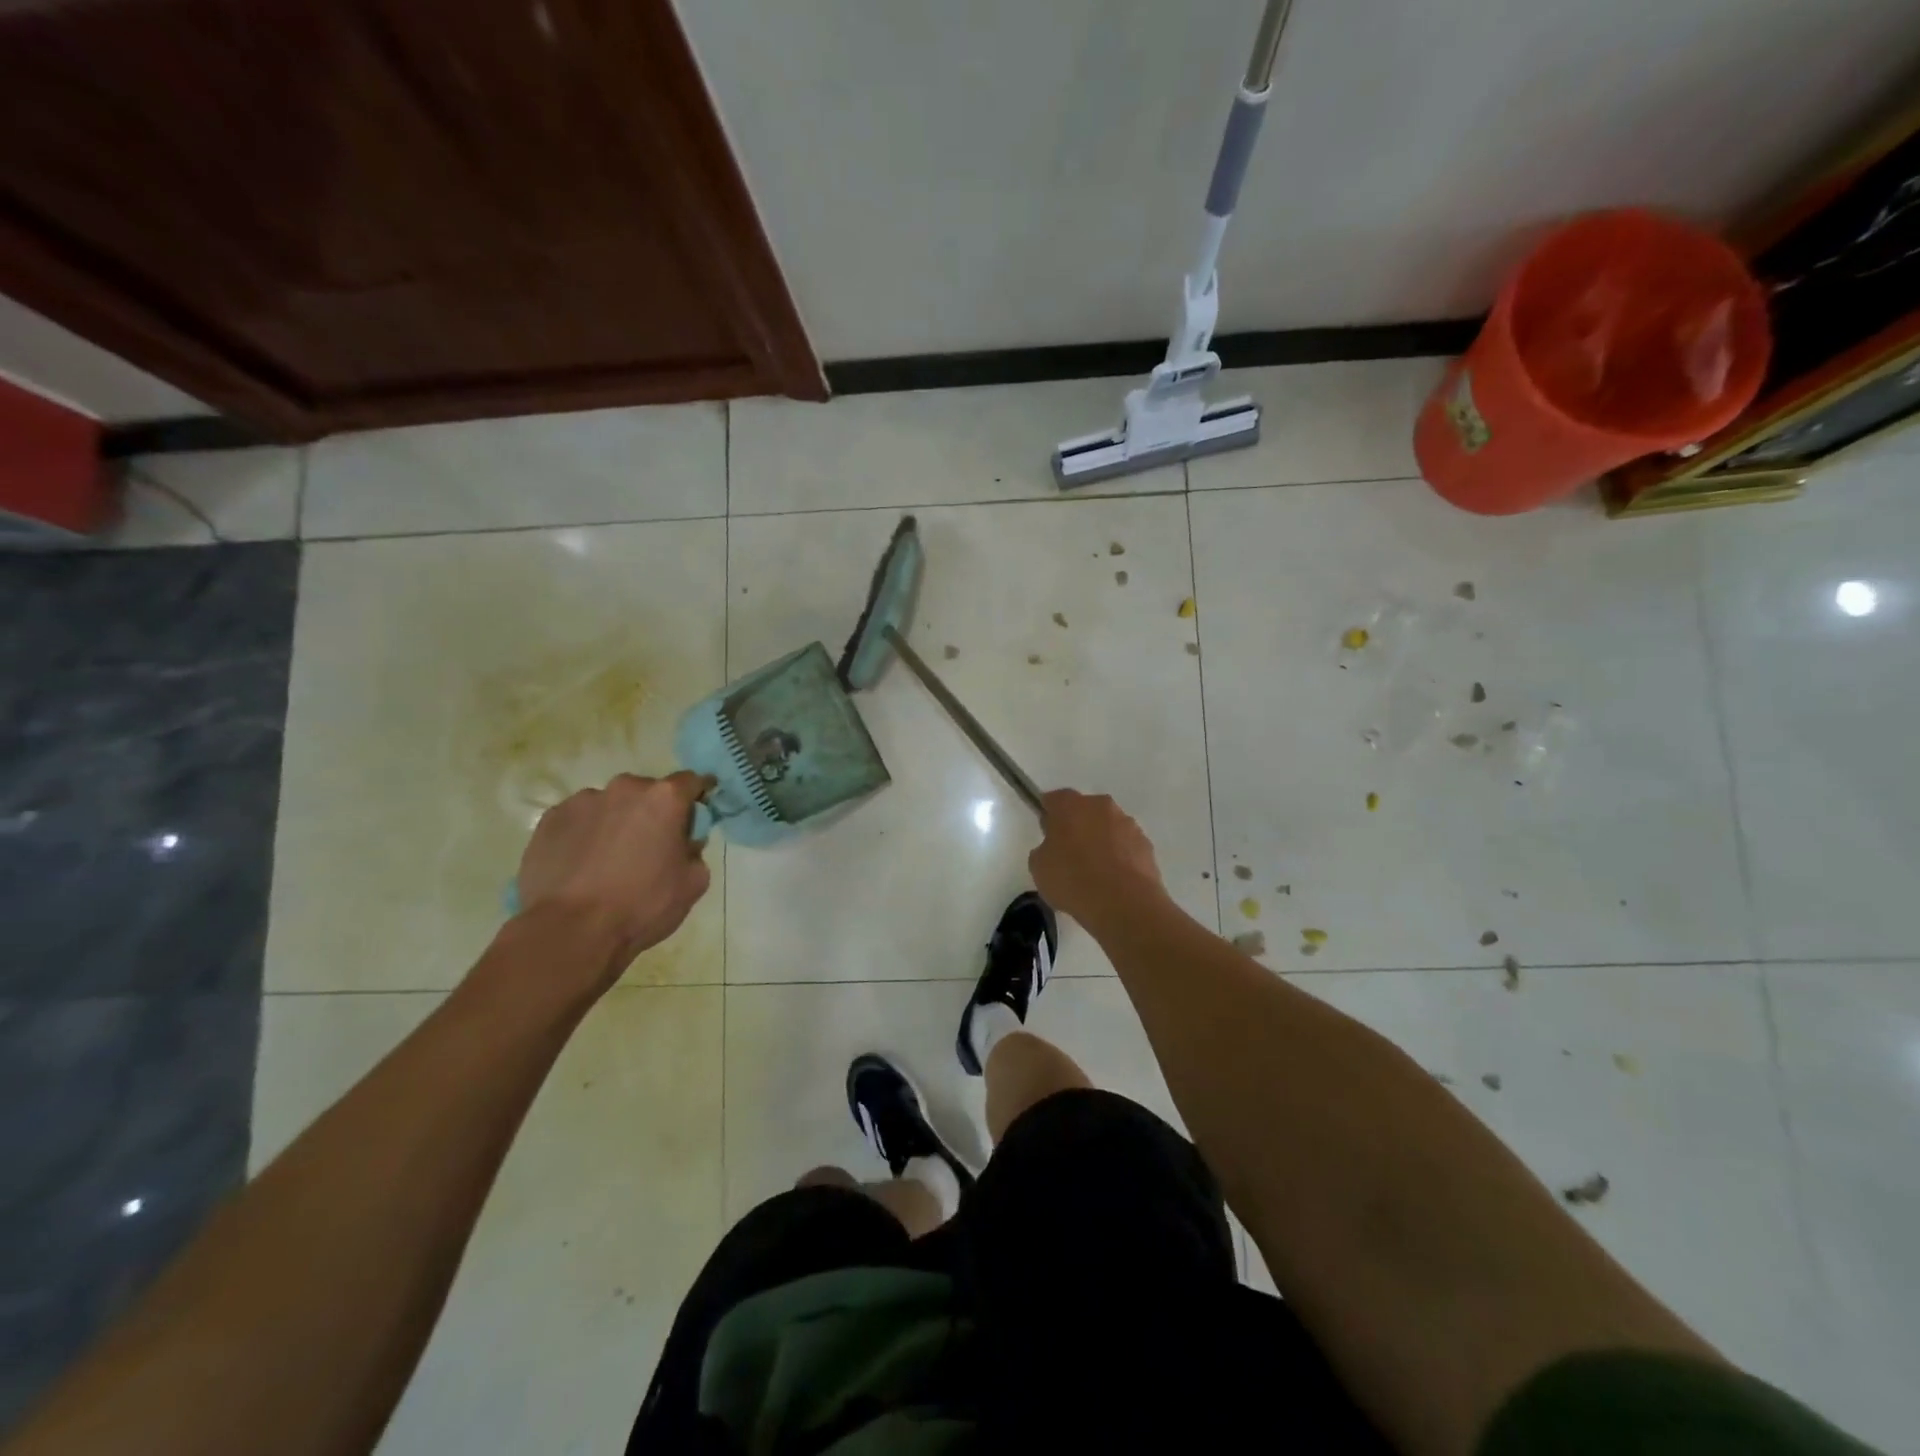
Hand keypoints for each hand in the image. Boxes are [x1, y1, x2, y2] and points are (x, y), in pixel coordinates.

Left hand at [514, 772, 713, 976]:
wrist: (570, 931)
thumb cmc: (642, 905)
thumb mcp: (693, 883)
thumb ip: (695, 851)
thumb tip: (684, 843)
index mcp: (664, 798)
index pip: (691, 781)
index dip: (698, 795)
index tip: (697, 812)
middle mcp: (624, 788)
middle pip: (647, 792)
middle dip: (652, 812)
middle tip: (650, 845)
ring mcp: (582, 801)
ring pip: (609, 805)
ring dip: (616, 822)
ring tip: (608, 860)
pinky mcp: (549, 820)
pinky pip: (577, 820)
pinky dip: (584, 835)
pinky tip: (580, 866)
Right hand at [1028, 789, 1165, 927]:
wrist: (1124, 904)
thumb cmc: (1073, 880)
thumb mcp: (1039, 867)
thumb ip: (1044, 849)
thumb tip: (1054, 848)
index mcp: (1071, 806)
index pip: (1055, 799)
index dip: (1049, 815)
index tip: (1047, 833)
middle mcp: (1101, 806)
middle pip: (1085, 810)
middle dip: (1077, 826)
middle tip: (1069, 853)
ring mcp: (1128, 824)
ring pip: (1108, 827)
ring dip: (1101, 841)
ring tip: (1094, 872)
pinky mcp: (1146, 845)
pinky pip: (1126, 846)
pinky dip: (1119, 857)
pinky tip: (1113, 881)